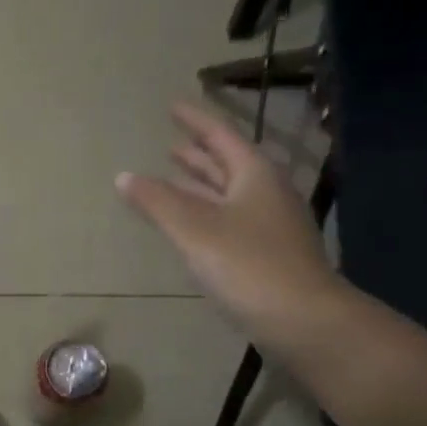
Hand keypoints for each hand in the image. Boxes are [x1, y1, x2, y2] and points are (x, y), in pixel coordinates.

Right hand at [118, 103, 343, 334]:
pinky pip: (230, 218)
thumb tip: (123, 176)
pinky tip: (194, 224)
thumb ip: (157, 202)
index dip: (195, 120)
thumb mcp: (194, 230)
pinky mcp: (267, 253)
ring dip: (202, 183)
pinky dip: (207, 211)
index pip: (220, 136)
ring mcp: (270, 224)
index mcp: (253, 176)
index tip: (173, 105)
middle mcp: (266, 193)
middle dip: (199, 154)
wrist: (303, 319)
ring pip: (229, 193)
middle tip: (171, 144)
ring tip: (175, 176)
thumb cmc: (247, 266)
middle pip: (228, 164)